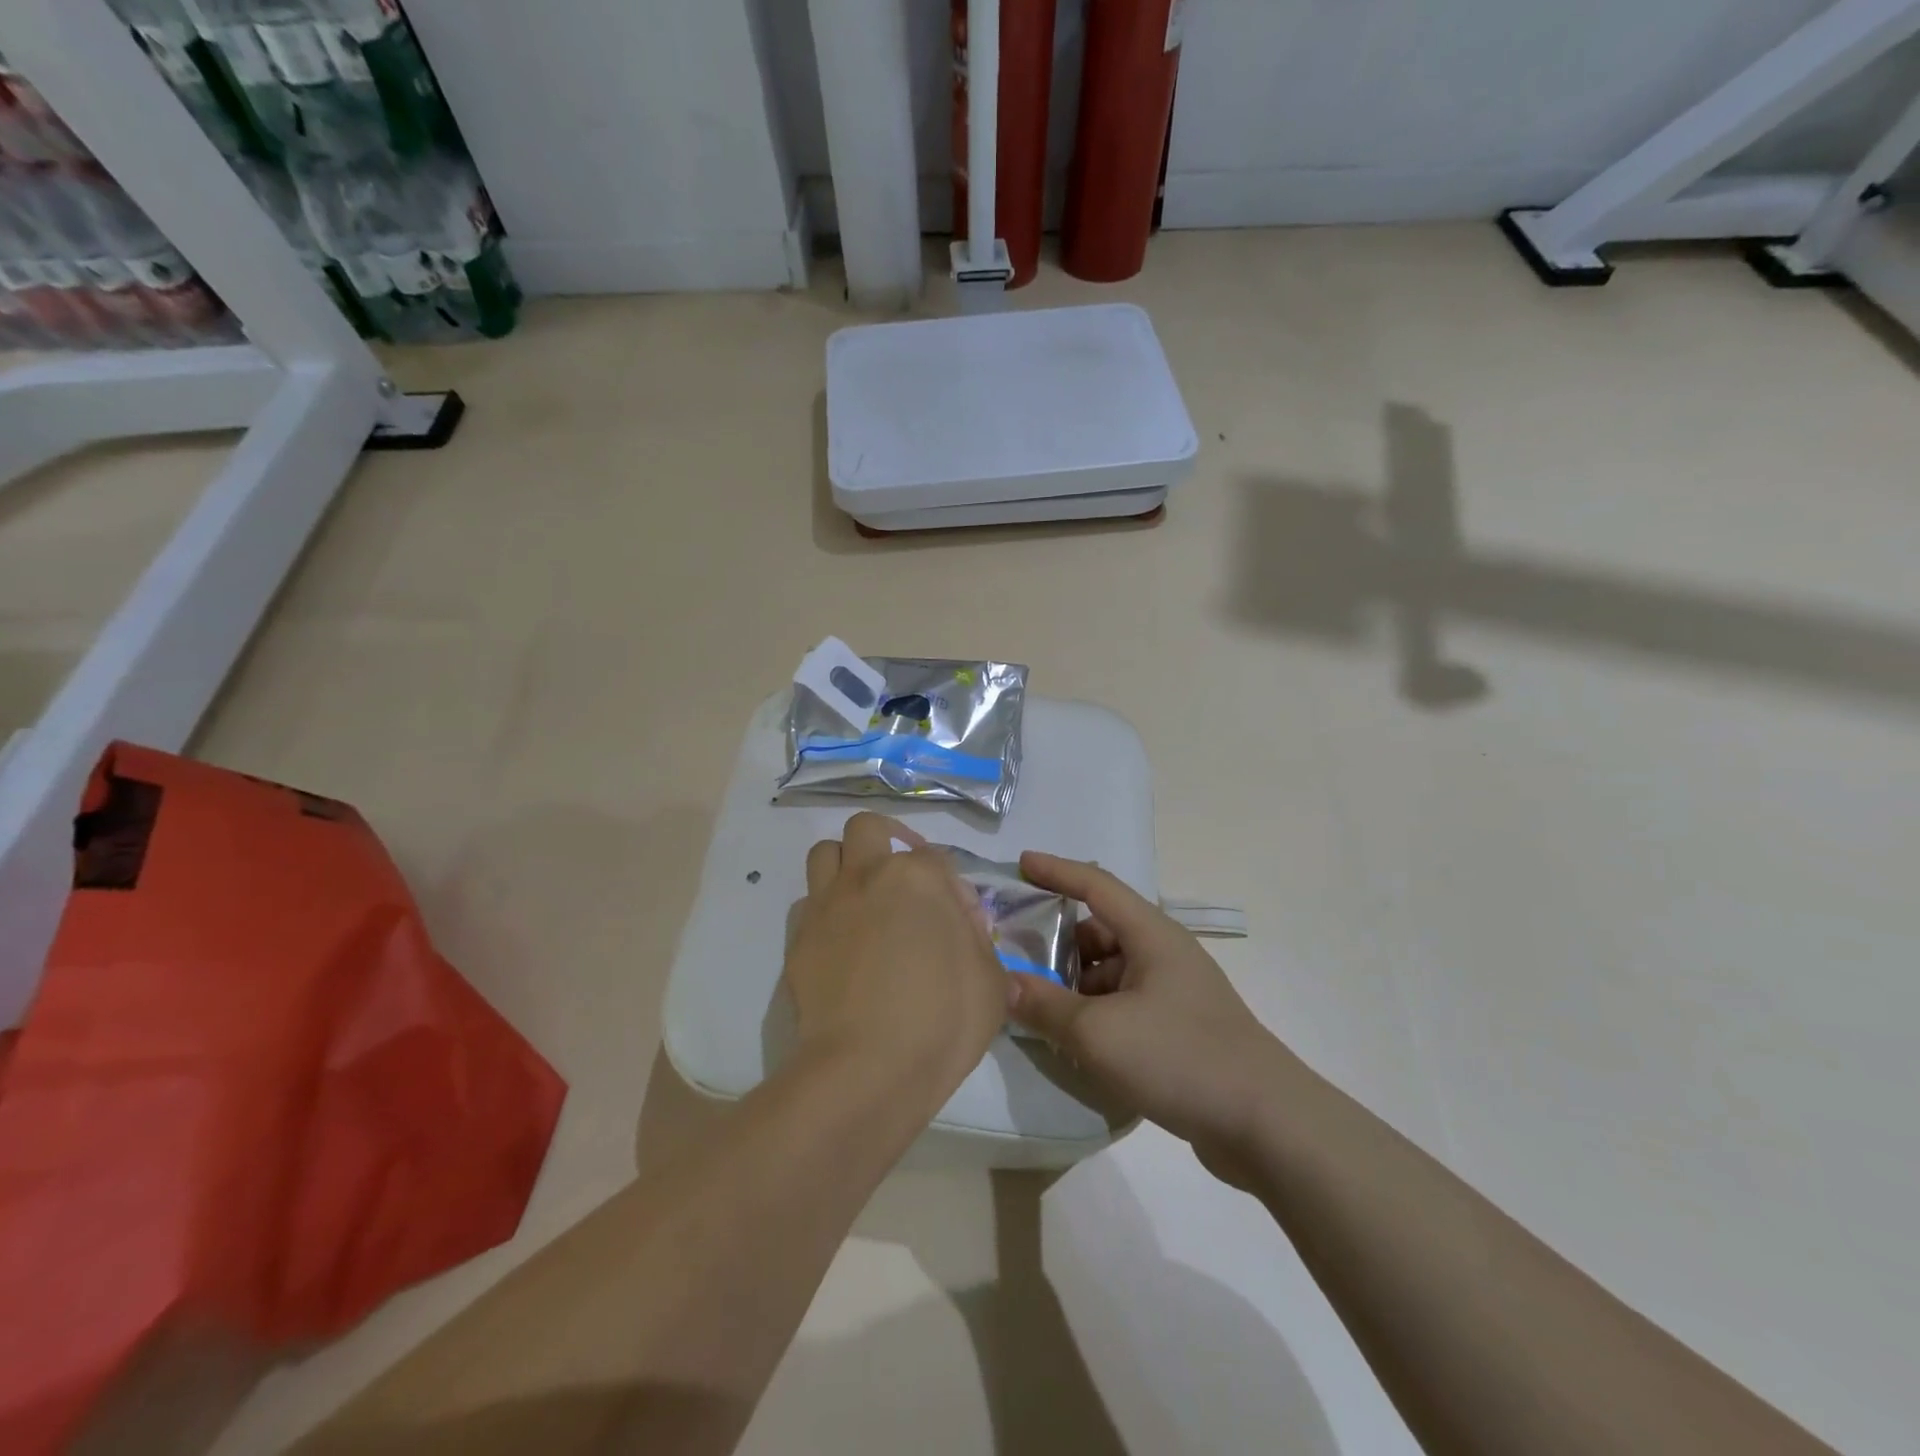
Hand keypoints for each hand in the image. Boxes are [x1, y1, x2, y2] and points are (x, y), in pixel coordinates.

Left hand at [786, 813, 1010, 1103]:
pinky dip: (824, 909)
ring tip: (864, 895)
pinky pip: (808, 903)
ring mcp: (827, 904)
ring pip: (825, 853)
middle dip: (885, 839)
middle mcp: (867, 876)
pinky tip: (841, 939)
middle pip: (867, 828)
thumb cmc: (943, 1019)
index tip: (960, 921)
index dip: (951, 885)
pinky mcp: (798, 938)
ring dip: (845, 863)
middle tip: (902, 874)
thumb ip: (978, 940)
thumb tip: (962, 924)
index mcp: (918, 876)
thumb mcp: (992, 980)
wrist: (868, 1068)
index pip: (936, 857)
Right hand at [1005, 852, 1286, 1173]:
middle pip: (1100, 931)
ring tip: (1039, 1009)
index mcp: (1151, 935)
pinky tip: (1075, 1042)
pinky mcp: (1179, 1028)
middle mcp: (1164, 954)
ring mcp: (1175, 992)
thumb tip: (1004, 984)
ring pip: (1111, 972)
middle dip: (1059, 942)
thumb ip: (1045, 1006)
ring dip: (1075, 984)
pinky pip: (1125, 1004)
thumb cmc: (1179, 1057)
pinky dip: (1096, 1013)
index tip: (1021, 863)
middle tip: (1018, 959)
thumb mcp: (1099, 1033)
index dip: (1056, 871)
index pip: (1095, 885)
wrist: (1266, 1124)